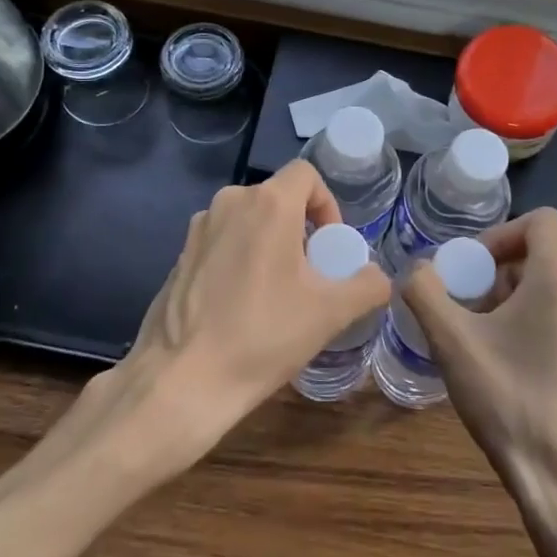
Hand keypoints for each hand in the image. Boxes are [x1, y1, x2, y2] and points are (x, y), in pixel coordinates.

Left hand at [87, 161, 390, 475]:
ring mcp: (198, 229)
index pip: (307, 175)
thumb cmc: (262, 336)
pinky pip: (222, 242)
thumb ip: (367, 285)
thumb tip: (378, 277)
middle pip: (277, 198)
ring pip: (248, 221)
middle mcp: (229, 203)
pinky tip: (241, 306)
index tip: (330, 246)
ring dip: (270, 244)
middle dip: (300, 228)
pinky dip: (240, 259)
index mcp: (267, 204)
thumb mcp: (331, 313)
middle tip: (310, 275)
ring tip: (277, 293)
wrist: (181, 381)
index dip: (327, 204)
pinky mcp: (179, 256)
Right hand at [402, 209, 556, 518]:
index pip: (542, 221)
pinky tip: (508, 365)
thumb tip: (416, 270)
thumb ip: (425, 292)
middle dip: (497, 271)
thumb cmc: (509, 400)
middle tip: (466, 304)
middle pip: (542, 256)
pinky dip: (533, 322)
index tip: (471, 266)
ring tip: (481, 337)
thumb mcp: (452, 342)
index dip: (500, 232)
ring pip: (552, 289)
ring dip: (512, 298)